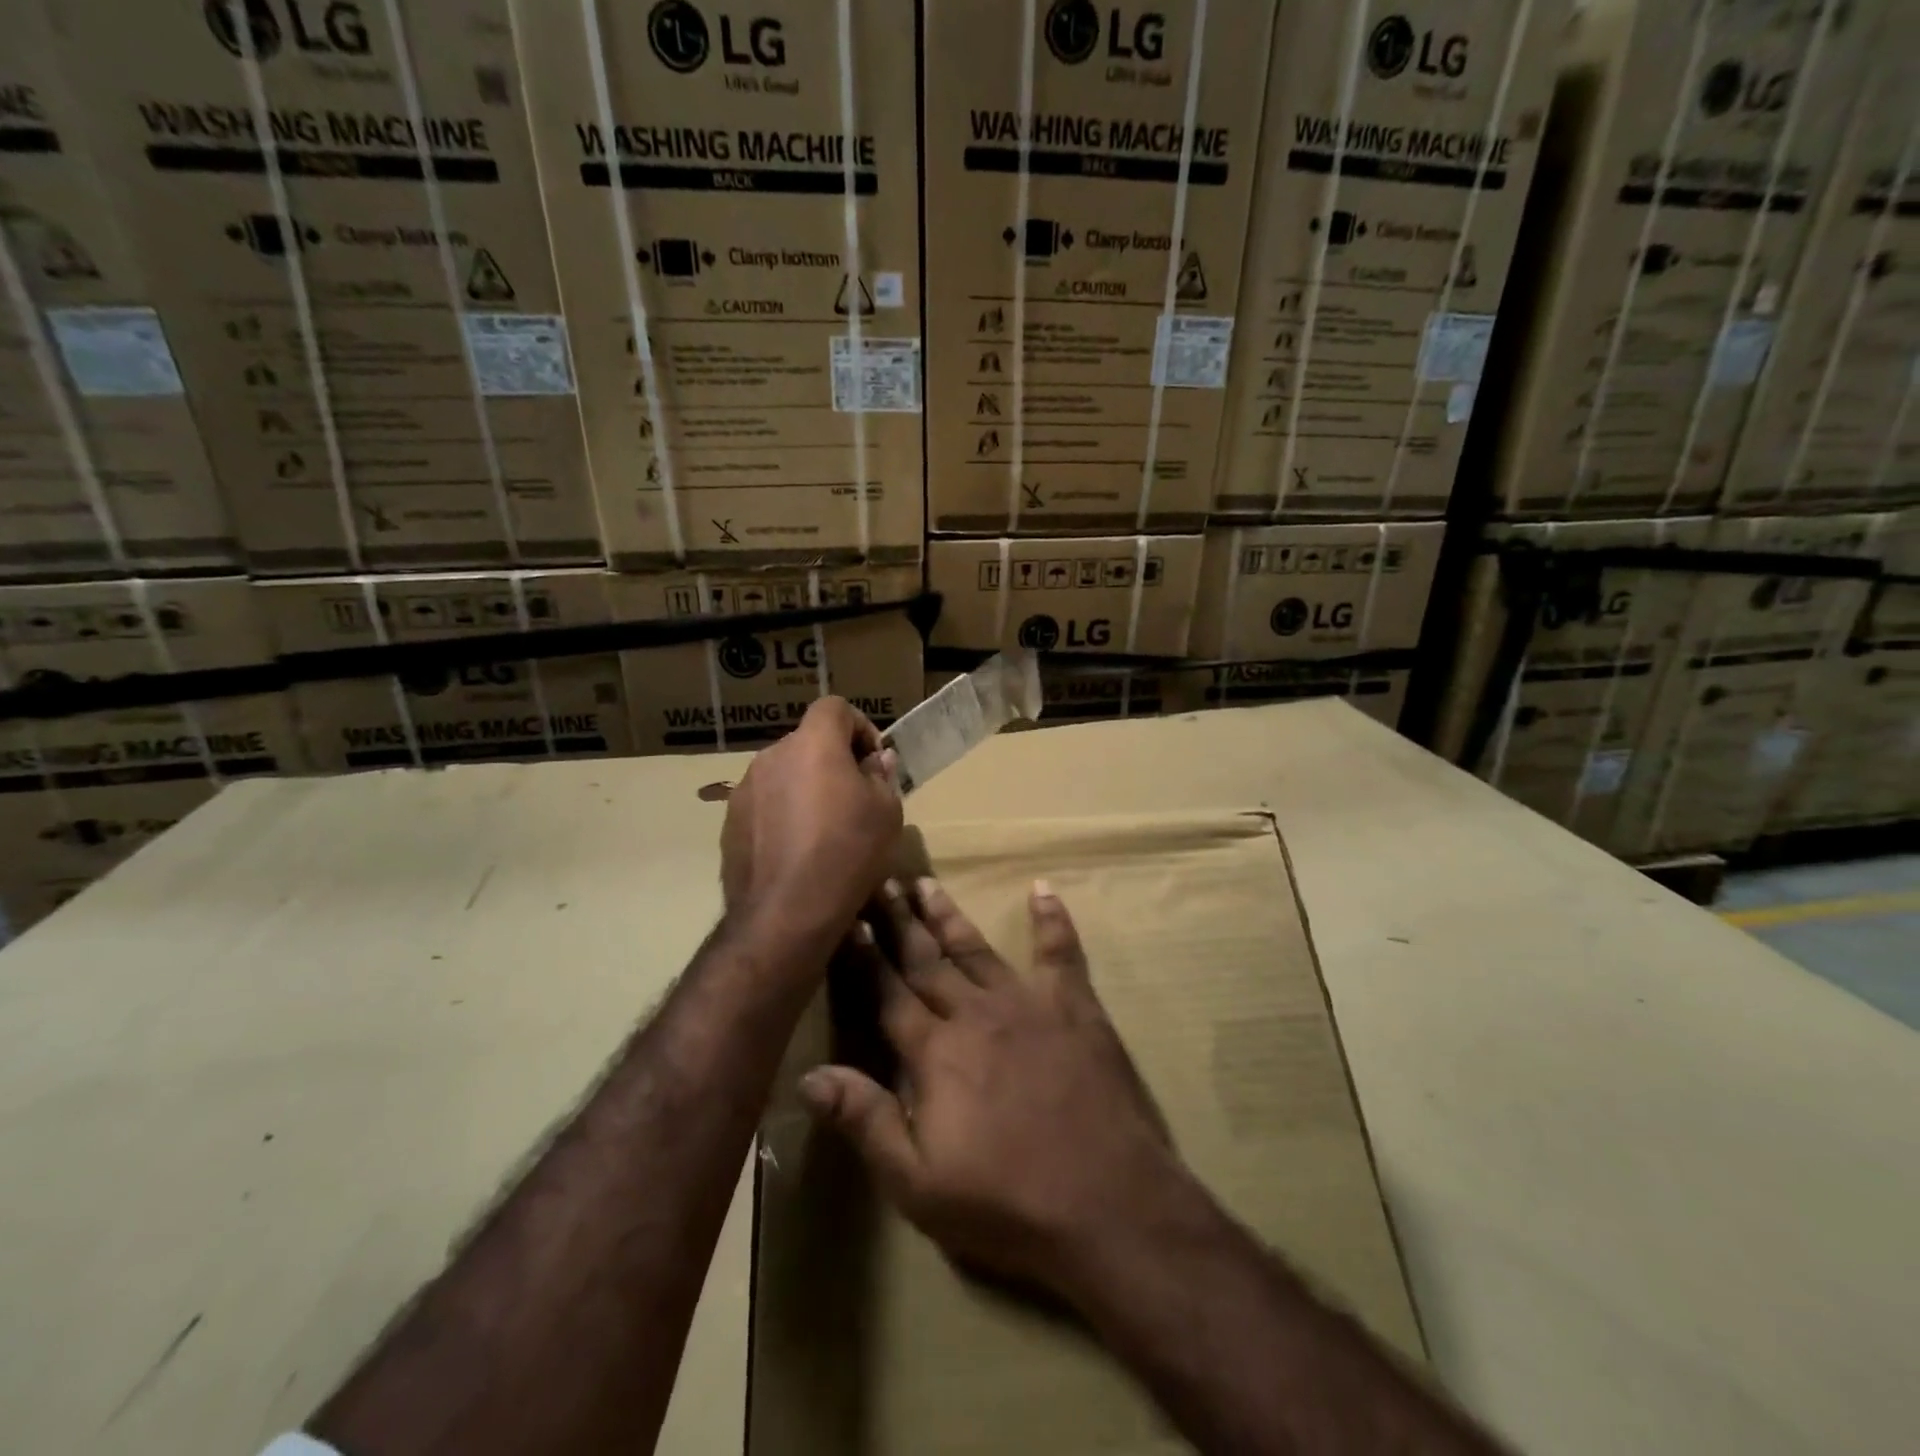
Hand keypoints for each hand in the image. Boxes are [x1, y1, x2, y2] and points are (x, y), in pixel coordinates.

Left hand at [720, 697, 901, 954]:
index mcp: (813, 744)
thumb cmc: (847, 853)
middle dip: (832, 760)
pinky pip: (764, 804)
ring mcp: (745, 789)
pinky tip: (796, 850)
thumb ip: (881, 776)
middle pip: (808, 742)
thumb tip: (874, 762)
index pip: (835, 707)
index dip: (859, 726)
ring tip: (823, 828)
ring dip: (805, 788)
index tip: (872, 761)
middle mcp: (772, 756)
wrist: (785, 912)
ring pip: (784, 774)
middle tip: (854, 797)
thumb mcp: (886, 813)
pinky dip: (782, 814)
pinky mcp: (730, 822)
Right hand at [800, 877, 1182, 1301]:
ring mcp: (1028, 1003)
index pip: (888, 993)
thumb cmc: (1006, 1202)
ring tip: (927, 882)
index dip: (864, 957)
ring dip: (949, 915)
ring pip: (977, 948)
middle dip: (899, 921)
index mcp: (935, 1052)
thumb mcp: (918, 1184)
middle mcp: (975, 1013)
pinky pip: (1060, 952)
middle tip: (879, 882)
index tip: (846, 920)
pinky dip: (1051, 919)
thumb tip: (808, 1077)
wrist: (1107, 1203)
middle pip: (927, 960)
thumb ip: (865, 1121)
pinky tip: (1042, 890)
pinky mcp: (1076, 1007)